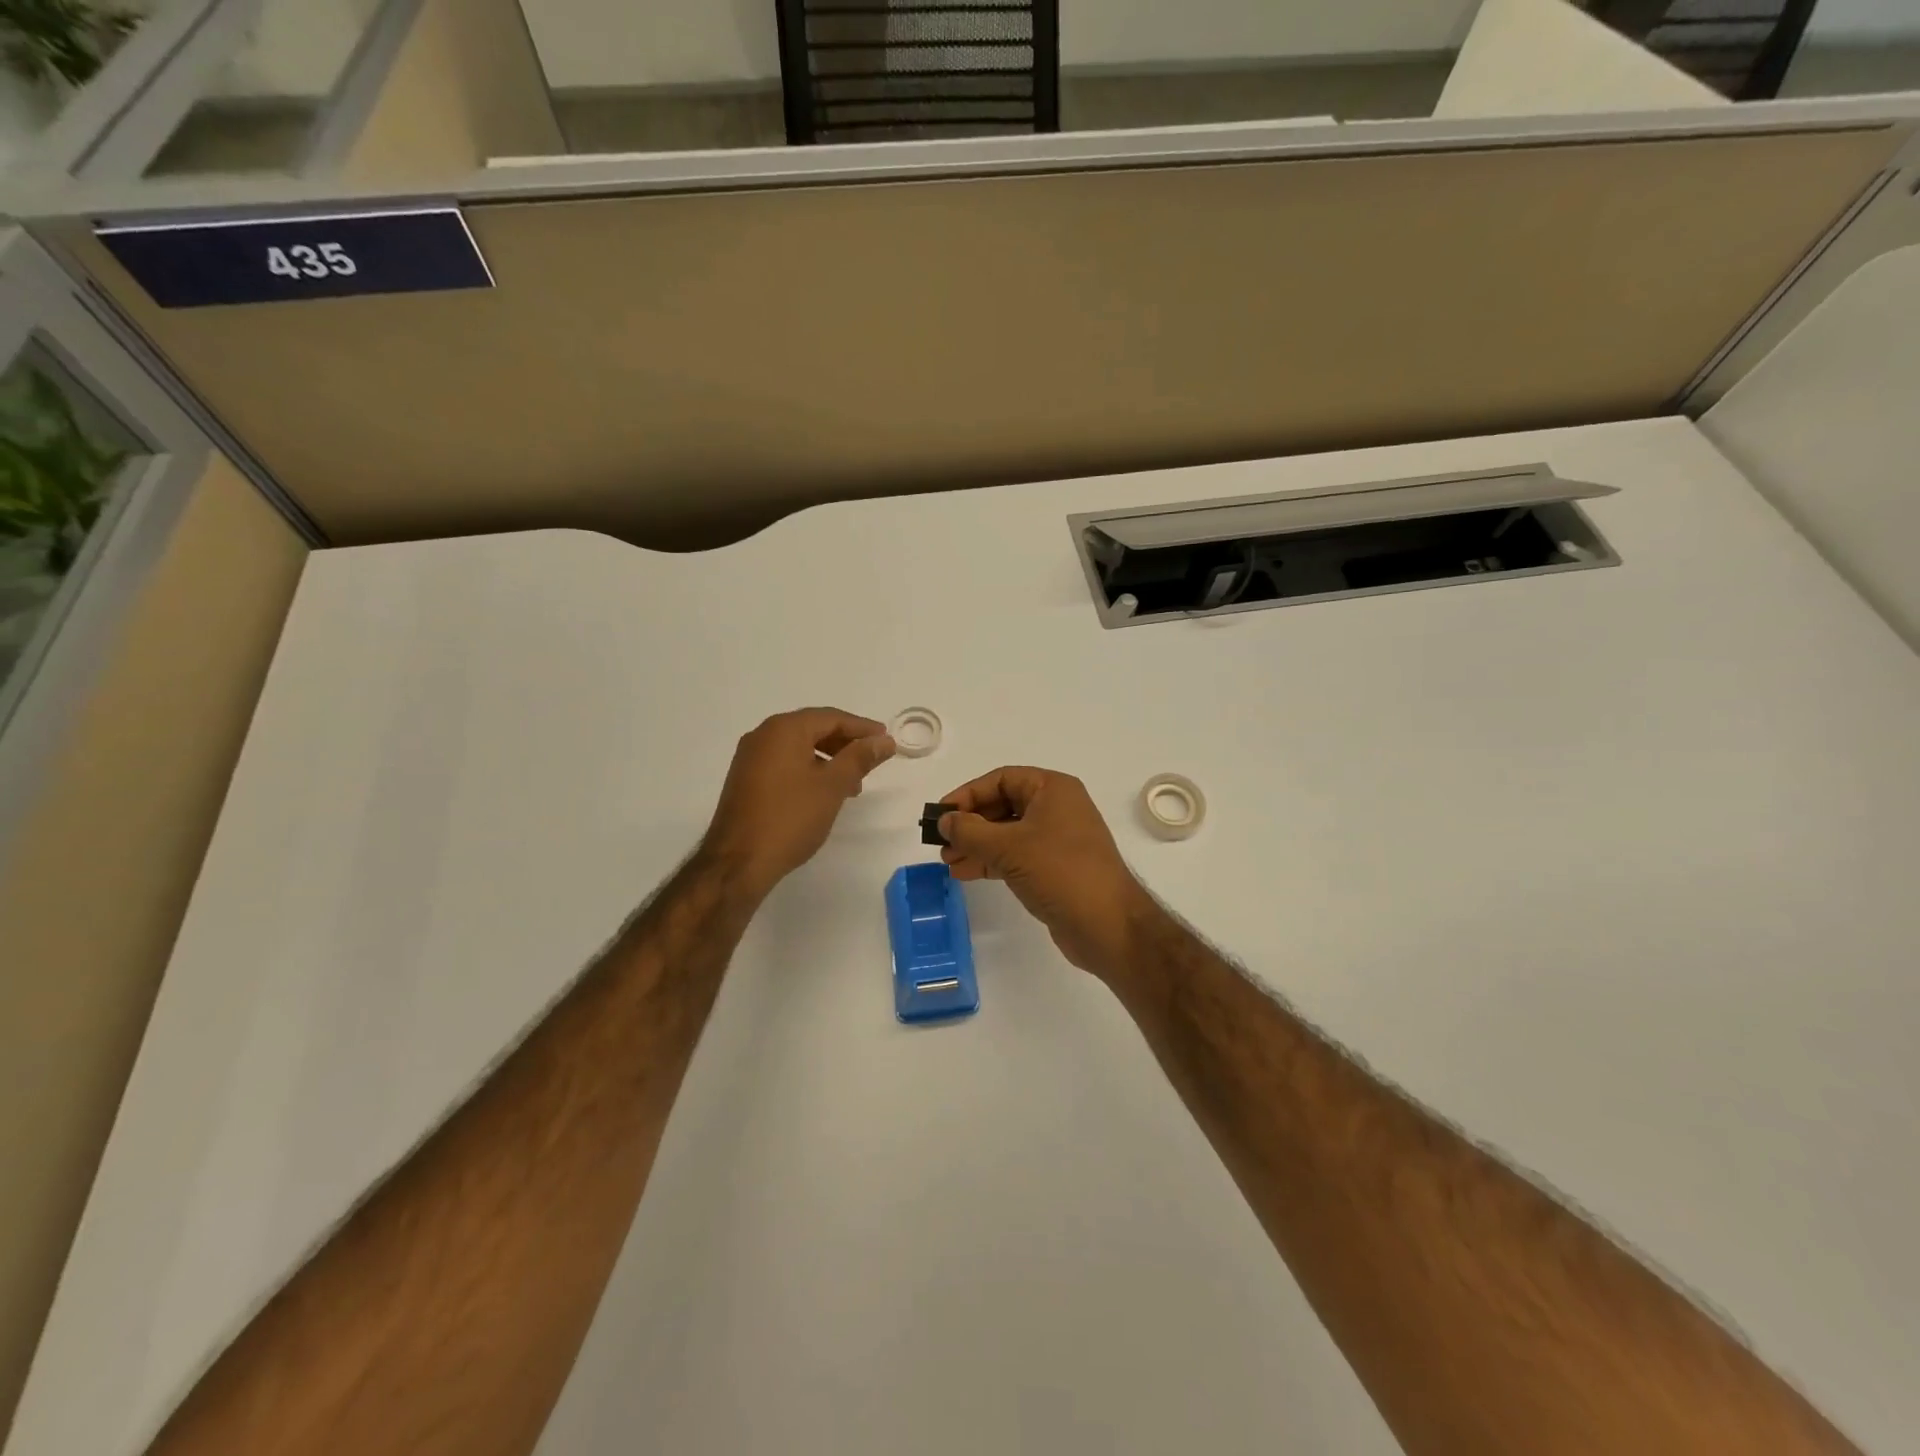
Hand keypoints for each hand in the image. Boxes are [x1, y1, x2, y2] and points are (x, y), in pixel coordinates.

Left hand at [704, 708, 894, 896]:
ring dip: (829, 759)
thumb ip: (860, 758)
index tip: (886, 740)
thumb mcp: (833, 785)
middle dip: (845, 743)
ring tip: (852, 784)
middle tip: (872, 761)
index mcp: (784, 729)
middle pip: (813, 728)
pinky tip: (823, 792)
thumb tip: (883, 740)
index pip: (831, 718)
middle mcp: (763, 735)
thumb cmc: (790, 818)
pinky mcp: (746, 779)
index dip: (862, 728)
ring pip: (799, 747)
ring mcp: (750, 758)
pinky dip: (808, 769)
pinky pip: (784, 763)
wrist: (739, 862)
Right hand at [938, 766, 1160, 978]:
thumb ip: (970, 831)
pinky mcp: (1055, 867)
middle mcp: (1057, 808)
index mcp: (1053, 789)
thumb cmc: (1060, 872)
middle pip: (1003, 805)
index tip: (941, 815)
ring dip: (977, 845)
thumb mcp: (1009, 847)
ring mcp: (1057, 839)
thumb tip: (944, 821)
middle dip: (971, 824)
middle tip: (942, 843)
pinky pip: (1016, 855)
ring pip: (1007, 833)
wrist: (1108, 925)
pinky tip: (967, 873)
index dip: (968, 794)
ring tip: (948, 862)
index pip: (1002, 779)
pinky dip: (992, 861)